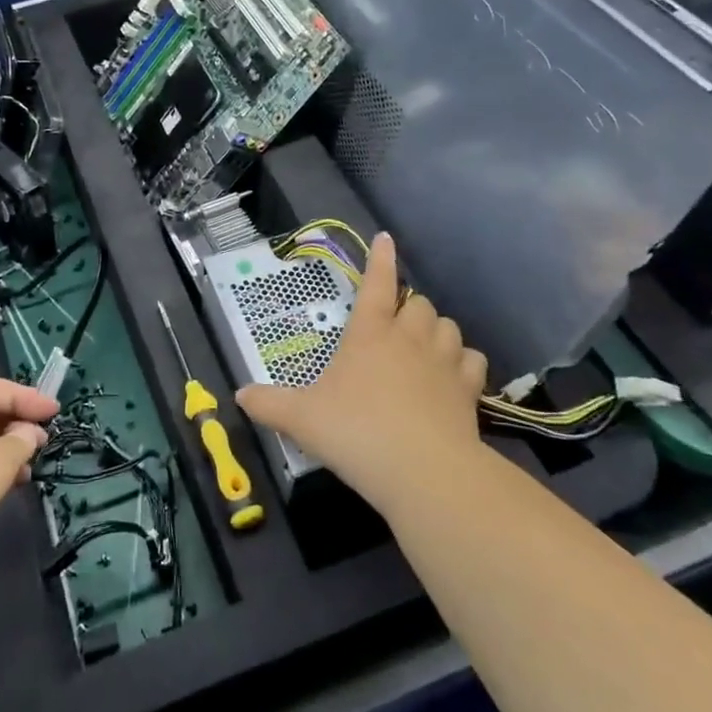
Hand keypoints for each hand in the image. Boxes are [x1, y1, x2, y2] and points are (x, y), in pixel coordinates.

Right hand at [236, 233, 485, 513]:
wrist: (424, 472)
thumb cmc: (356, 433)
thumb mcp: (302, 419)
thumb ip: (269, 404)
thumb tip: (239, 395)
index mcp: (369, 333)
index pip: (376, 283)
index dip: (379, 259)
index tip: (385, 239)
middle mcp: (408, 338)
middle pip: (418, 303)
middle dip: (407, 306)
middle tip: (393, 324)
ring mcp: (443, 362)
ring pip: (447, 326)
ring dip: (435, 330)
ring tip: (423, 346)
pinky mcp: (468, 390)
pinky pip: (472, 361)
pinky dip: (463, 362)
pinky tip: (454, 375)